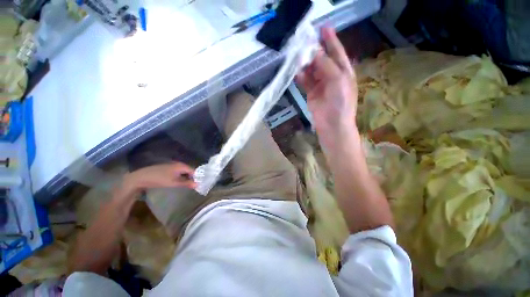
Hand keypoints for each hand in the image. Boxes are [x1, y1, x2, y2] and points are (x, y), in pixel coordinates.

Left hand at [121, 163, 196, 194]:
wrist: (141, 177)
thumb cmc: (159, 179)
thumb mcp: (174, 183)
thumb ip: (187, 183)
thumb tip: (198, 184)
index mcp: (182, 166)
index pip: (194, 171)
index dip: (197, 177)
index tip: (200, 184)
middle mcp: (178, 164)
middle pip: (189, 171)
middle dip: (192, 177)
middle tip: (194, 185)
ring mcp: (172, 166)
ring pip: (183, 172)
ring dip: (186, 178)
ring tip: (188, 185)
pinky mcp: (167, 169)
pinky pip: (178, 172)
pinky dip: (181, 177)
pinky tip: (179, 182)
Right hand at [296, 27, 357, 134]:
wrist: (332, 124)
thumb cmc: (340, 102)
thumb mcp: (338, 80)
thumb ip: (326, 65)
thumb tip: (314, 52)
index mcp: (344, 71)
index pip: (337, 52)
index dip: (331, 40)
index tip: (323, 27)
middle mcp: (332, 76)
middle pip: (322, 59)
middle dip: (314, 51)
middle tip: (304, 42)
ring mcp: (321, 85)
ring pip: (312, 70)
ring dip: (306, 64)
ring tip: (298, 57)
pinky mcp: (311, 93)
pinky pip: (306, 82)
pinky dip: (301, 77)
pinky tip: (297, 72)